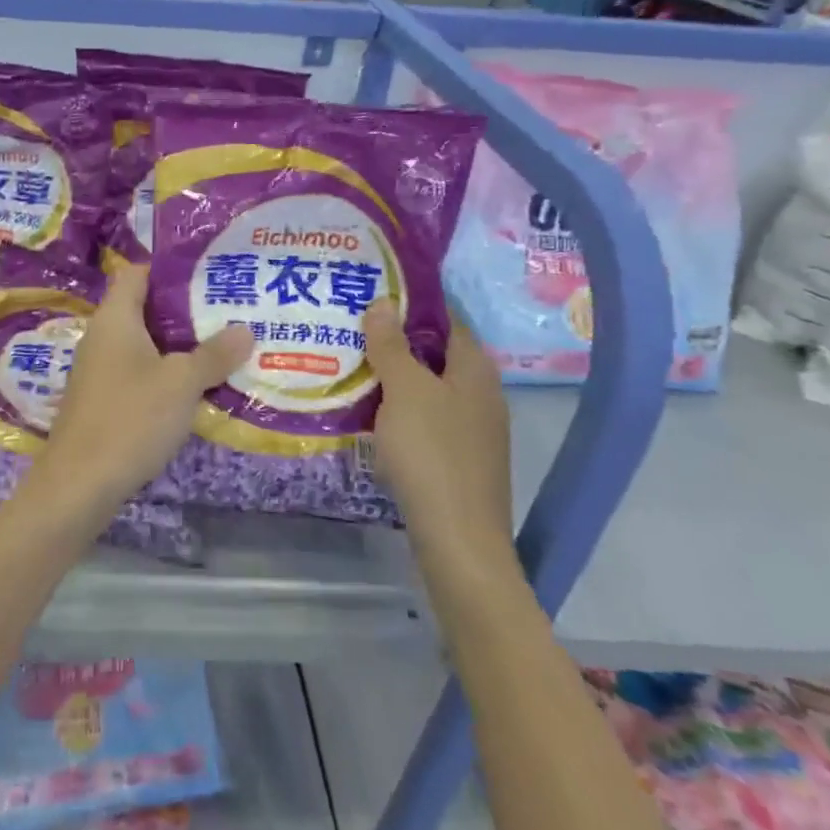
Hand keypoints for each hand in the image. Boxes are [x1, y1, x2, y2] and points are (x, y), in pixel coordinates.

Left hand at [26, 265, 250, 523]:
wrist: (80, 484)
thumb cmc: (130, 418)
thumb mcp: (181, 383)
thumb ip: (214, 354)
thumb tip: (245, 329)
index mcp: (114, 318)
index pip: (138, 272)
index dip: (171, 268)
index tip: (211, 272)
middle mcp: (103, 336)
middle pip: (145, 308)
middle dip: (186, 309)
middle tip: (229, 311)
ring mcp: (100, 370)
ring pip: (145, 344)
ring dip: (179, 345)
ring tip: (223, 346)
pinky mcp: (103, 400)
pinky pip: (139, 373)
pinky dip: (166, 373)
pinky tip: (196, 387)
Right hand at [364, 300, 514, 575]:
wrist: (457, 539)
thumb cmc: (432, 453)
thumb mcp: (405, 391)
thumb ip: (391, 345)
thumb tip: (382, 301)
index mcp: (475, 369)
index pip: (446, 319)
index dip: (412, 302)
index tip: (372, 291)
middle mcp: (480, 393)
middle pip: (435, 353)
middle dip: (395, 339)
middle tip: (349, 327)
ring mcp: (471, 428)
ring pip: (427, 388)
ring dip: (393, 376)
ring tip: (349, 364)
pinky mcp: (457, 457)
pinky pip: (424, 417)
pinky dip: (398, 408)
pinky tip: (368, 412)